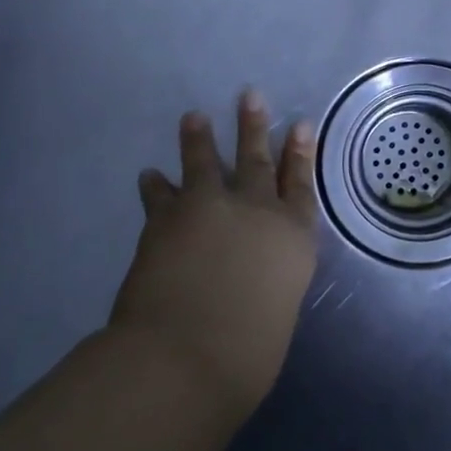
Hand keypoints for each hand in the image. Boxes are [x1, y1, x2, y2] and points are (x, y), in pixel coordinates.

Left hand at [113, 91, 319, 417]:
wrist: (187, 355)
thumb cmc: (248, 352)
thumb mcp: (276, 311)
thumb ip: (267, 285)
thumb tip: (251, 280)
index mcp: (293, 237)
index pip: (300, 186)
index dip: (301, 155)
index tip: (301, 125)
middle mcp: (256, 212)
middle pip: (257, 161)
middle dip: (255, 127)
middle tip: (250, 95)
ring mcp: (210, 209)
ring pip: (206, 163)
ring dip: (200, 139)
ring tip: (193, 117)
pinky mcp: (166, 219)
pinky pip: (161, 195)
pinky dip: (156, 185)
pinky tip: (149, 175)